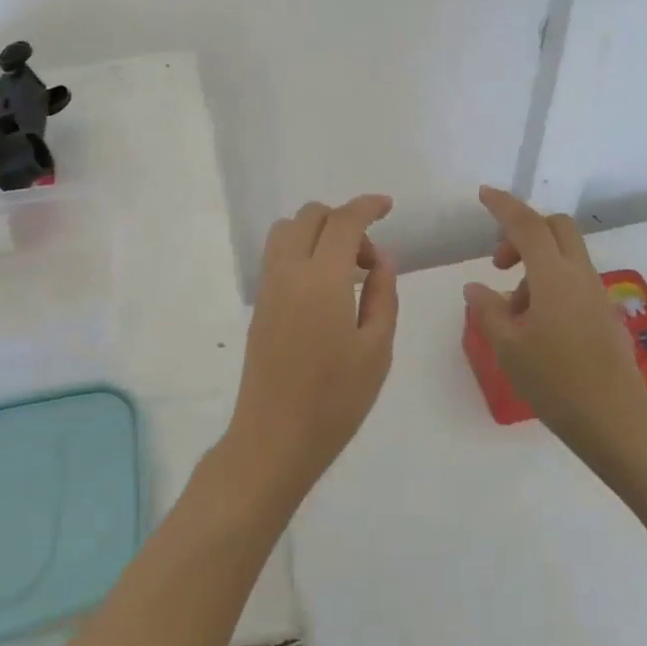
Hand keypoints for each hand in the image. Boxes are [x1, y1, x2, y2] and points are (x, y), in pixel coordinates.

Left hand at [226, 195, 398, 506]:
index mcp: (322, 279)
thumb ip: (383, 294)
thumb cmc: (335, 399)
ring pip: (287, 231)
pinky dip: (302, 250)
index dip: (367, 206)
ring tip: (346, 272)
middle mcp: (288, 272)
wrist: (274, 438)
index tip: (387, 206)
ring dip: (318, 233)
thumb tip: (381, 258)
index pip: (343, 222)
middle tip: (369, 260)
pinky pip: (278, 255)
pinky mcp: (259, 305)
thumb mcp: (377, 349)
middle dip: (343, 220)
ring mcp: (268, 287)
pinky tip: (325, 288)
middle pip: (310, 216)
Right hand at [463, 186, 646, 468]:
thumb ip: (488, 310)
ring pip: (564, 256)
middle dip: (524, 231)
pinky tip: (534, 326)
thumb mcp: (508, 347)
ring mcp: (597, 295)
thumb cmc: (555, 382)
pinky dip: (549, 285)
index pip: (528, 225)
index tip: (483, 194)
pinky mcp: (604, 314)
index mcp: (554, 277)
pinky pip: (573, 281)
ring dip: (535, 265)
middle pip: (556, 229)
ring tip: (512, 311)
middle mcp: (580, 276)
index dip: (504, 206)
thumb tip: (475, 287)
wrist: (615, 422)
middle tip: (499, 263)